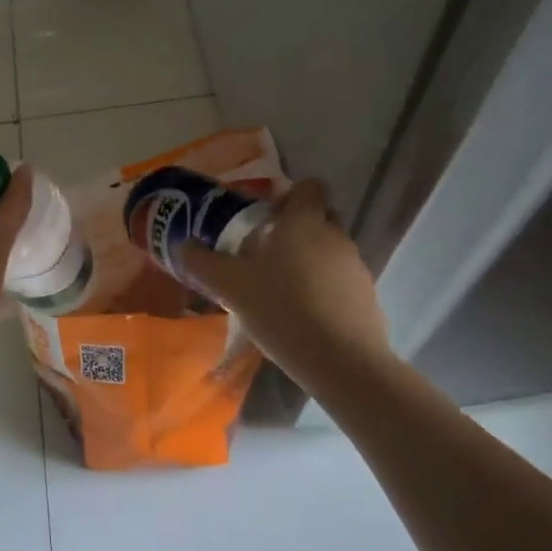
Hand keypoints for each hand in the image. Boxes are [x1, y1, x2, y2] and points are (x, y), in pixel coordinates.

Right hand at [181, 180, 393, 395]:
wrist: (342, 363)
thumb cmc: (282, 309)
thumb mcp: (231, 286)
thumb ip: (204, 263)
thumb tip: (183, 245)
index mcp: (304, 221)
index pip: (310, 187)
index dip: (289, 196)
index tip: (267, 218)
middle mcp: (335, 236)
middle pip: (320, 217)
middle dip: (297, 229)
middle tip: (267, 253)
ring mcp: (356, 267)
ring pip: (330, 250)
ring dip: (310, 262)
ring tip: (282, 290)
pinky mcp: (368, 297)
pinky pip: (342, 282)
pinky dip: (325, 290)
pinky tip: (304, 317)